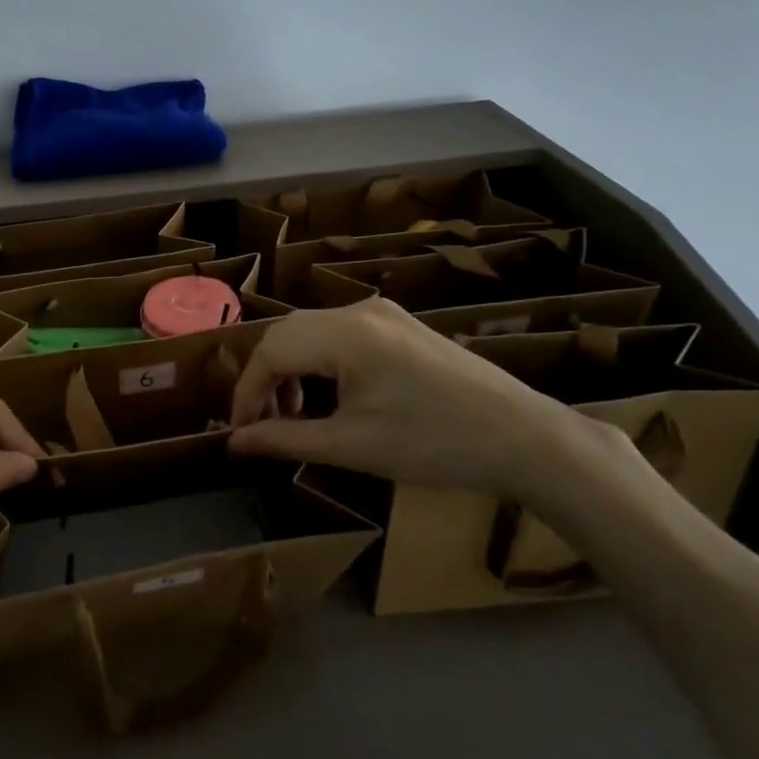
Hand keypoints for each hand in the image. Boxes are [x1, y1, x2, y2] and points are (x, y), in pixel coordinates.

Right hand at [229, 300, 603, 502]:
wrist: (525, 438)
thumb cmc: (433, 445)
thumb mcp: (351, 447)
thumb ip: (284, 439)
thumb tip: (234, 442)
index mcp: (344, 335)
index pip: (270, 352)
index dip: (246, 393)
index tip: (239, 432)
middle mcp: (359, 310)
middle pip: (286, 334)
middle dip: (266, 379)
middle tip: (264, 424)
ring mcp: (383, 313)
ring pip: (311, 331)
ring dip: (292, 368)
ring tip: (296, 414)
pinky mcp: (401, 324)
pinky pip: (340, 333)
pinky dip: (320, 361)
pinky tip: (331, 395)